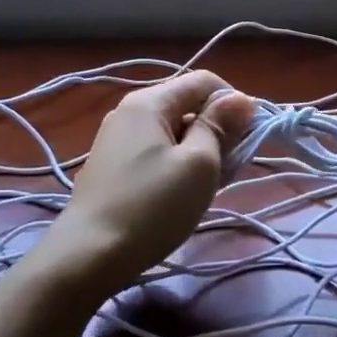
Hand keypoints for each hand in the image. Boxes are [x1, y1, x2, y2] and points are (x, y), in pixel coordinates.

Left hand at [45, 71, 255, 294]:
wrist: (88, 255)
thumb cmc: (152, 206)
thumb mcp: (199, 164)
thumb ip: (220, 126)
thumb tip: (241, 98)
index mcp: (149, 101)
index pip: (204, 81)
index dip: (234, 103)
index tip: (248, 138)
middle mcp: (129, 112)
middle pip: (187, 106)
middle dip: (216, 132)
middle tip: (227, 170)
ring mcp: (116, 140)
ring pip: (173, 133)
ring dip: (198, 153)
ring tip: (204, 188)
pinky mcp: (111, 167)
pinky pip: (155, 153)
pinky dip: (175, 166)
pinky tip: (178, 196)